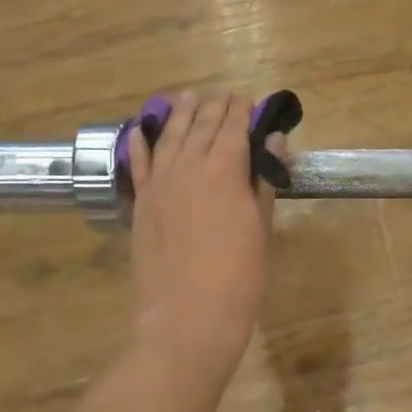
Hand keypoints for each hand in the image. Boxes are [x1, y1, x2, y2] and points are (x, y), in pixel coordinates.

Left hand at [128, 91, 278, 370]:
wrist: (188, 317)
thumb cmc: (239, 278)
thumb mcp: (261, 228)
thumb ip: (262, 181)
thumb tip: (272, 140)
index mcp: (224, 170)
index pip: (233, 127)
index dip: (241, 110)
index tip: (247, 98)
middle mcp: (188, 166)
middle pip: (200, 125)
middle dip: (213, 106)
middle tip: (223, 94)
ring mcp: (159, 184)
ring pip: (168, 135)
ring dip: (180, 114)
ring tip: (188, 97)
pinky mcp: (141, 203)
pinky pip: (139, 163)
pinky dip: (141, 142)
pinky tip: (143, 129)